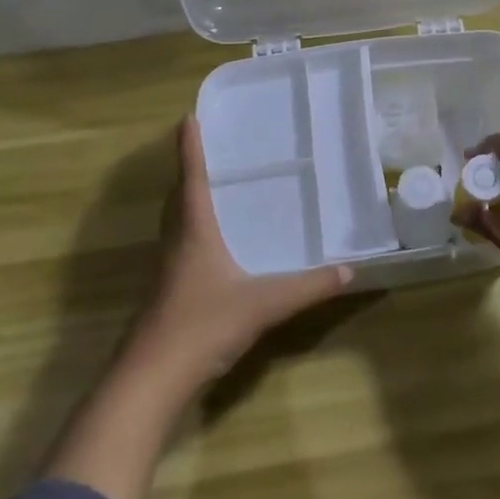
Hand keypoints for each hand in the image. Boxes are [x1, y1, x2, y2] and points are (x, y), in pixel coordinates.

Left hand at [128, 117, 352, 387]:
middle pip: (177, 199)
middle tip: (208, 152)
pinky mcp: (166, 297)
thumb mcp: (264, 304)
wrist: (151, 381)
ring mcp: (167, 272)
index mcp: (194, 232)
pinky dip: (192, 235)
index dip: (190, 148)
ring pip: (175, 225)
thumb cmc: (202, 326)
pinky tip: (213, 251)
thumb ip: (308, 288)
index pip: (192, 179)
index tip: (187, 117)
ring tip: (213, 193)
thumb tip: (349, 270)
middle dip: (188, 173)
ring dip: (187, 203)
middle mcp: (176, 244)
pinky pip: (179, 250)